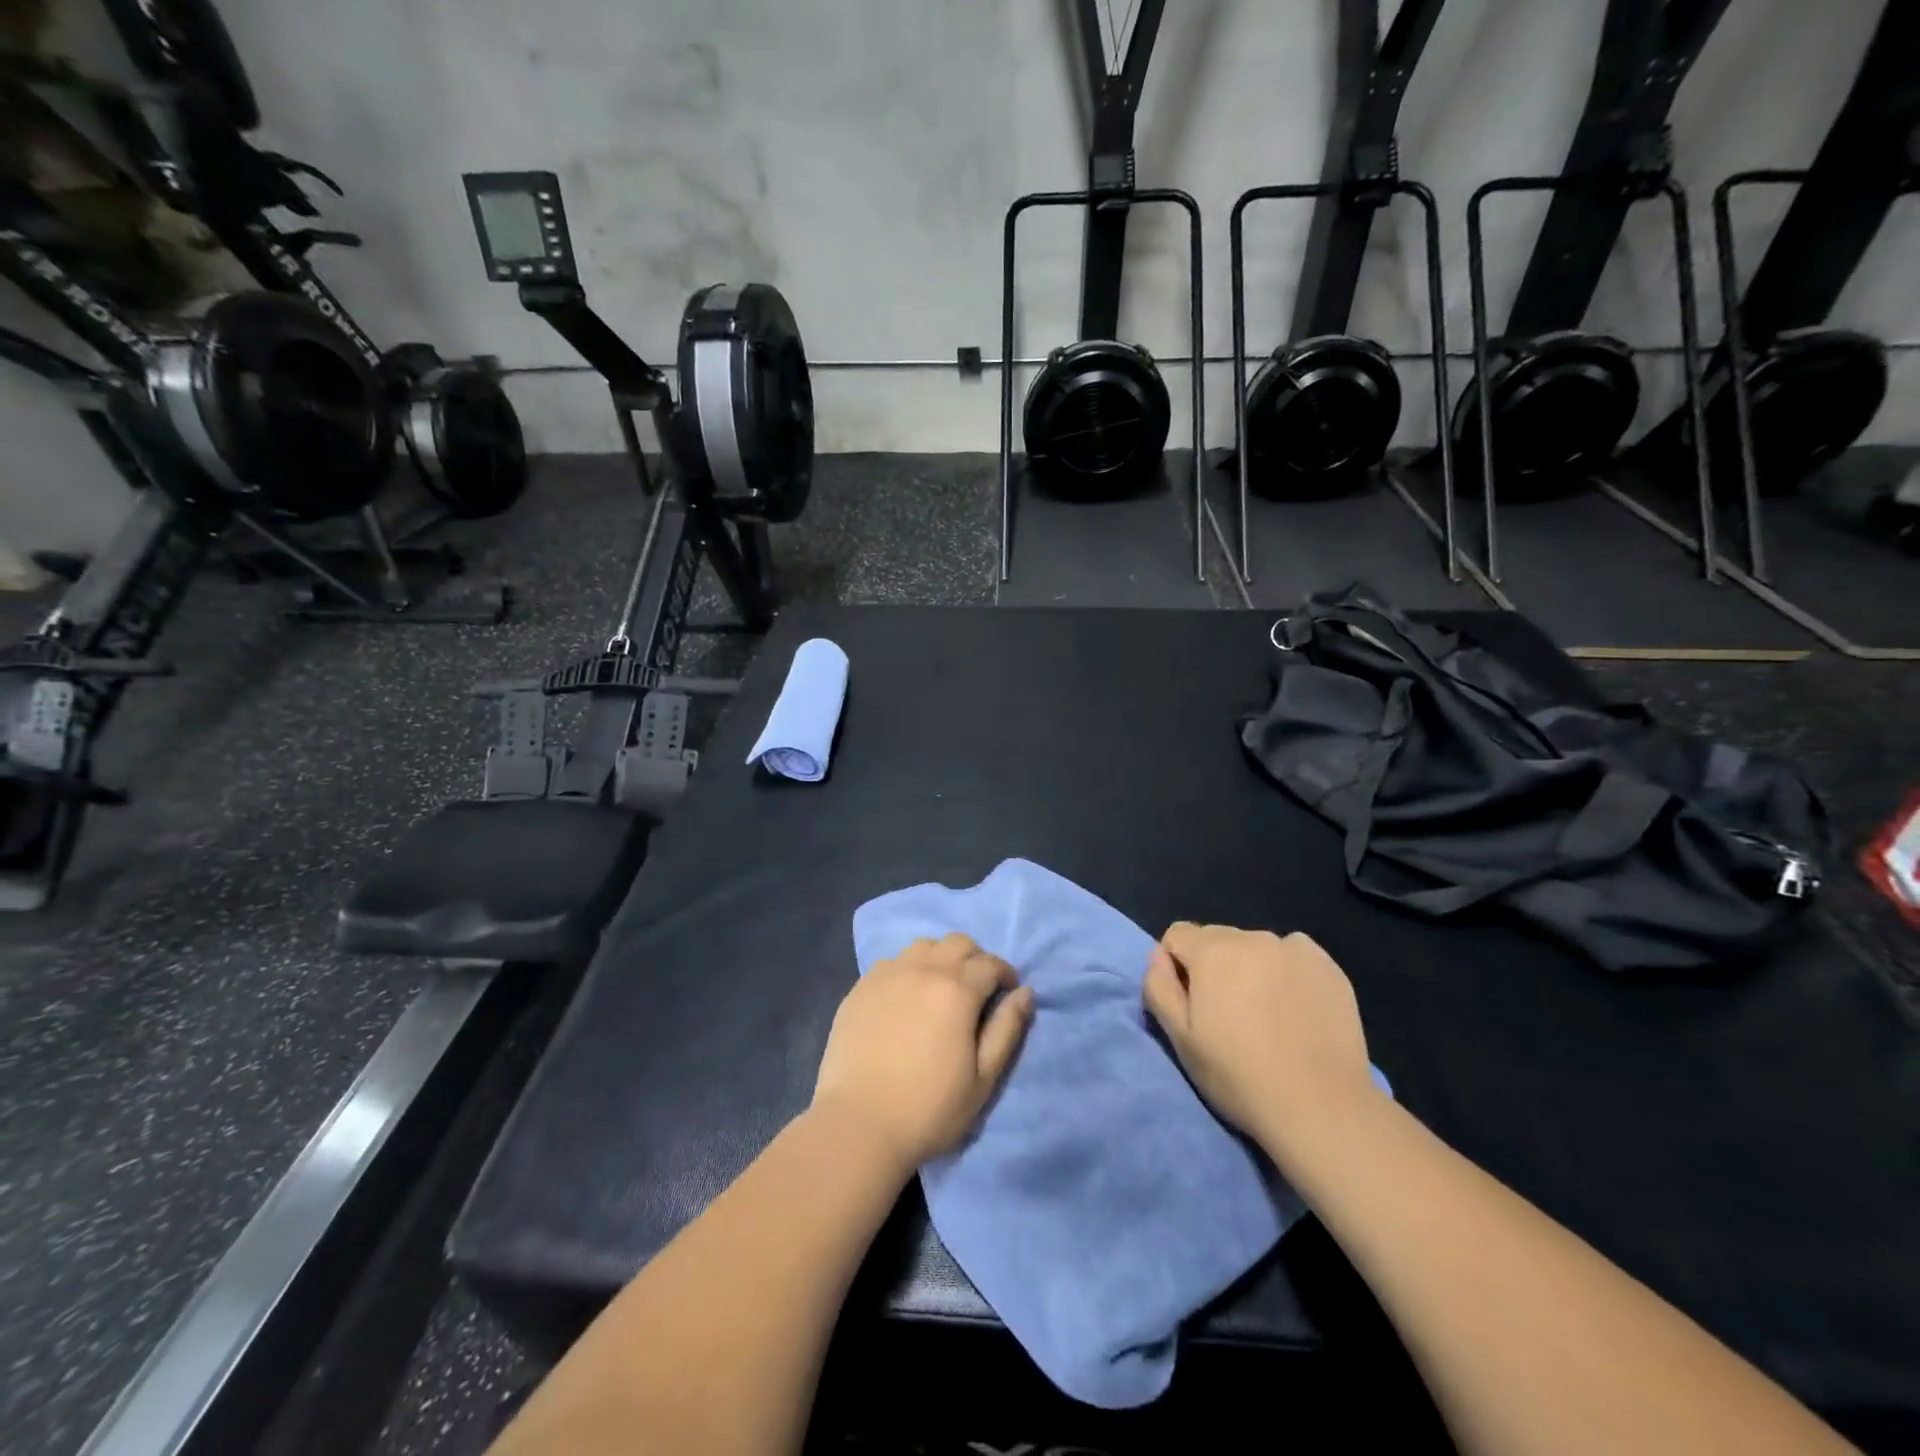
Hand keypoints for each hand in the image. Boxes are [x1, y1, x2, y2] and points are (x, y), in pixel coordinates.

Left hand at [814, 934, 1034, 1169]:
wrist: (858, 1124)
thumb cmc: (929, 1108)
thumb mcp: (983, 1078)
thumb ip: (1007, 1029)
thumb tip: (1025, 992)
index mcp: (956, 990)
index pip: (990, 963)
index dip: (1005, 974)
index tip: (1008, 993)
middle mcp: (922, 970)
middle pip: (957, 942)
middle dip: (976, 959)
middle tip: (978, 989)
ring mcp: (887, 975)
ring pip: (923, 946)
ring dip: (941, 959)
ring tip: (941, 990)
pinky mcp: (860, 987)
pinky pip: (892, 962)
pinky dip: (908, 970)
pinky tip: (906, 999)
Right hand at [1144, 923, 1378, 1153]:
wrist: (1321, 1107)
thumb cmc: (1239, 1075)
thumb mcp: (1180, 1038)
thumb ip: (1159, 986)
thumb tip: (1159, 957)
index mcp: (1212, 950)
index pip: (1177, 935)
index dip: (1176, 966)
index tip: (1191, 1004)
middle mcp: (1253, 937)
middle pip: (1217, 939)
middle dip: (1214, 966)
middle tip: (1228, 1015)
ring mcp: (1295, 949)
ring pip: (1256, 947)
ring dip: (1250, 968)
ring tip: (1266, 1015)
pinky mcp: (1329, 967)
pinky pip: (1294, 955)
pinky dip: (1287, 971)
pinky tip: (1296, 1007)